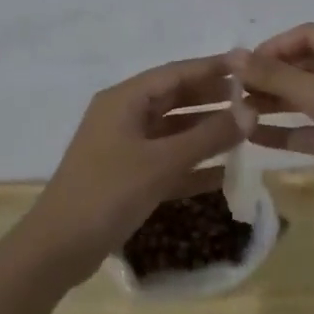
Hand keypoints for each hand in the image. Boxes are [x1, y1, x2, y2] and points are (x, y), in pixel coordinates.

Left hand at [19, 54, 242, 286]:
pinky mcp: (127, 176)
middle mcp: (123, 116)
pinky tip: (226, 172)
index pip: (176, 73)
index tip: (249, 65)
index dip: (213, 68)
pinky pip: (168, 160)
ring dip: (207, 131)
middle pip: (175, 98)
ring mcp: (124, 147)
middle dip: (213, 98)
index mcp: (124, 100)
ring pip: (173, 130)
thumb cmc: (108, 193)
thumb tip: (251, 111)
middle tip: (255, 98)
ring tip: (248, 130)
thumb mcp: (162, 162)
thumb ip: (208, 136)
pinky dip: (194, 163)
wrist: (58, 248)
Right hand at [231, 24, 313, 208]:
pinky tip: (258, 139)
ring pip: (309, 99)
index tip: (244, 66)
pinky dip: (291, 131)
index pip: (307, 34)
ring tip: (239, 115)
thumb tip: (234, 54)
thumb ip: (276, 76)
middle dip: (271, 77)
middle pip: (306, 66)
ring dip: (277, 104)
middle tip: (236, 94)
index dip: (274, 45)